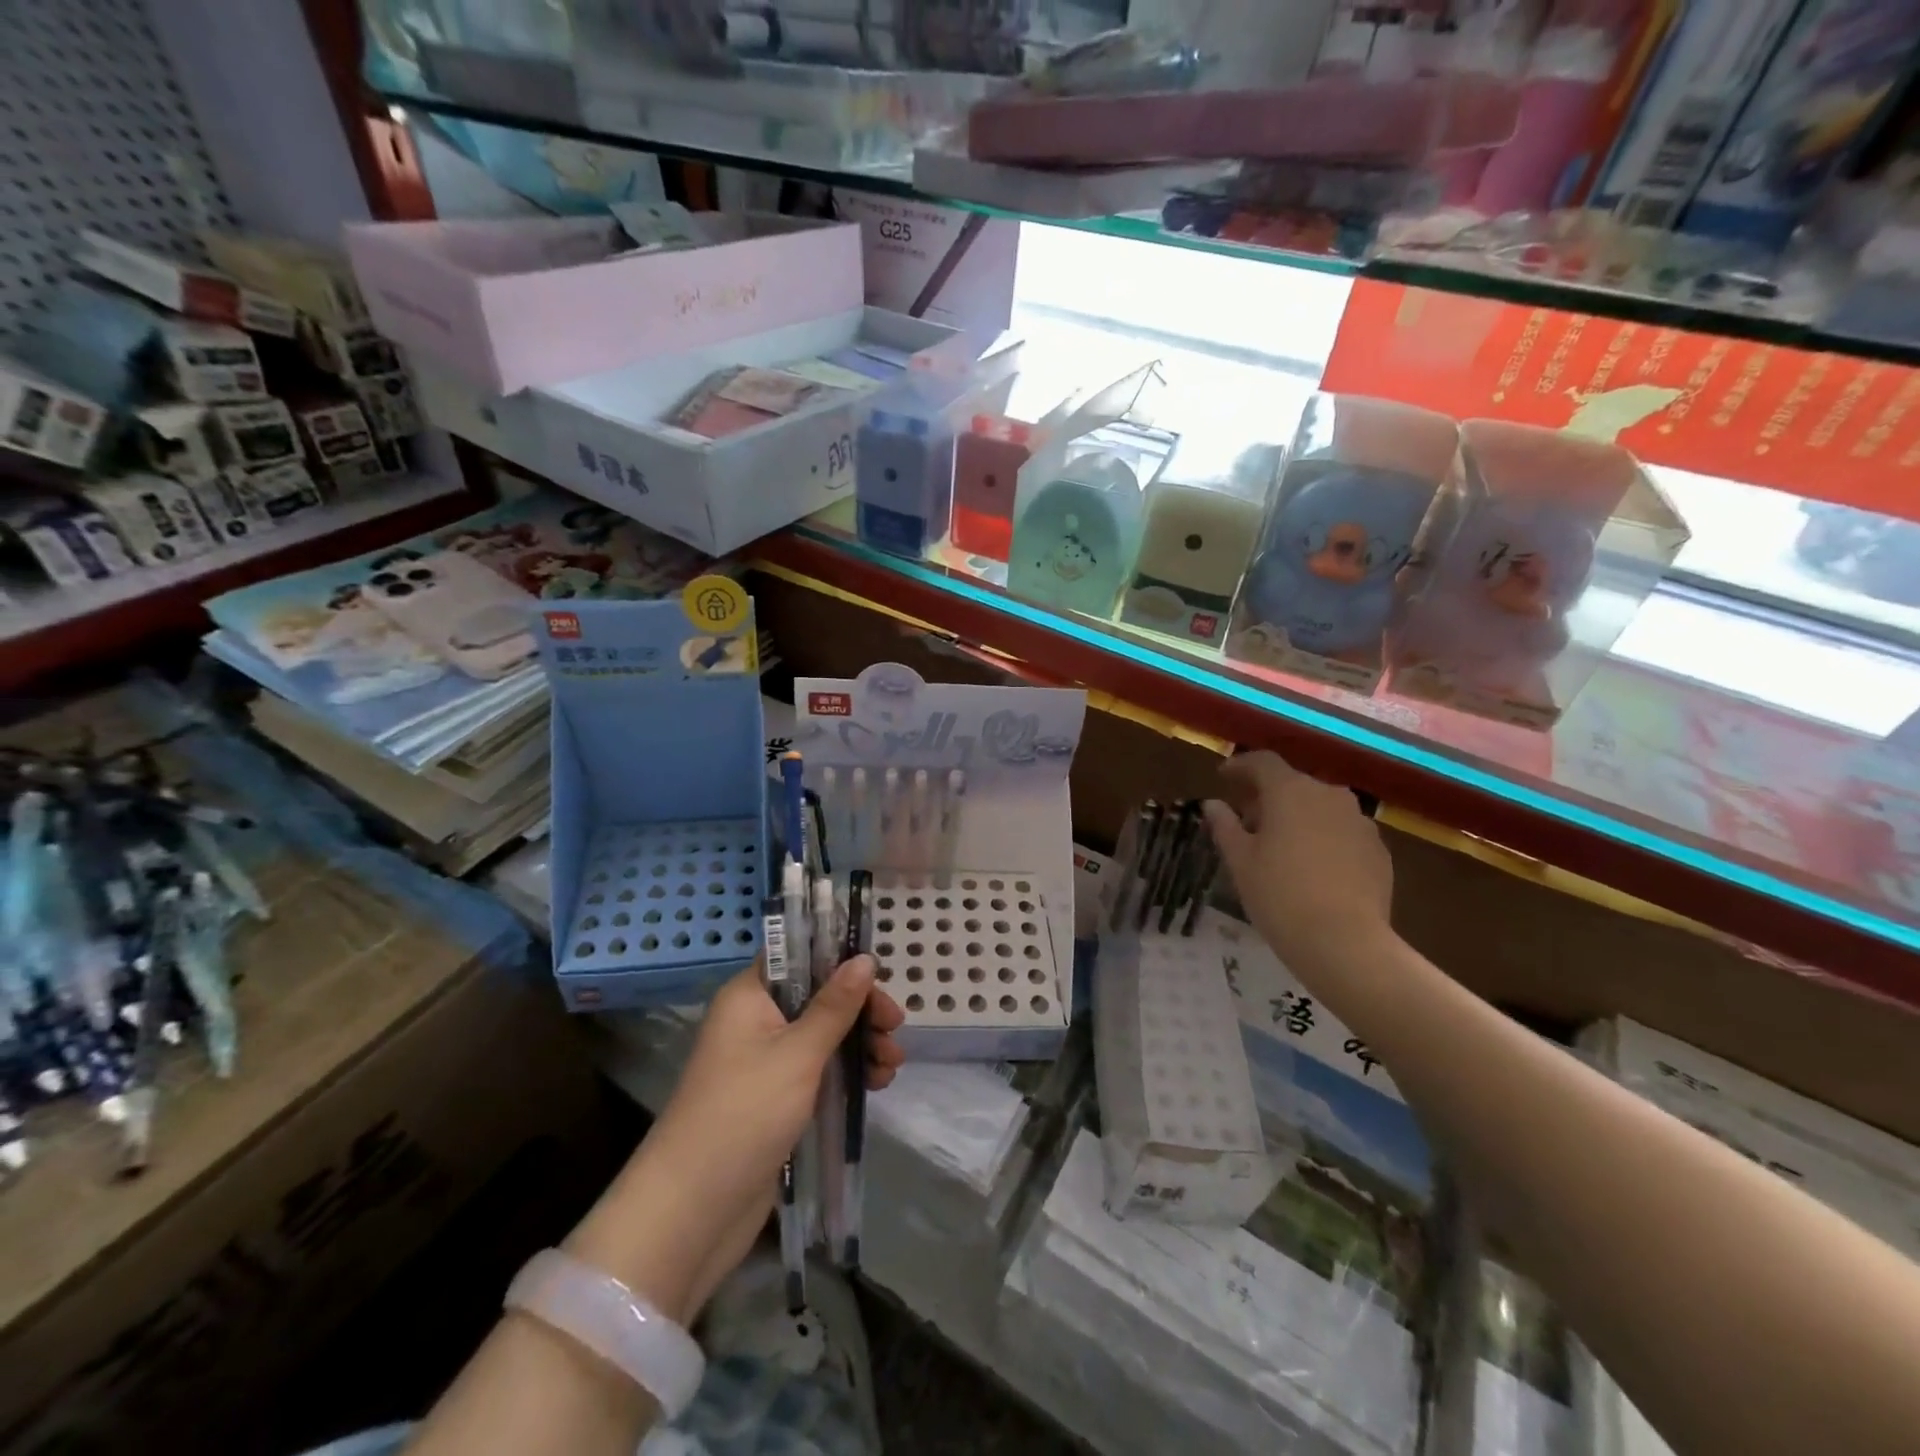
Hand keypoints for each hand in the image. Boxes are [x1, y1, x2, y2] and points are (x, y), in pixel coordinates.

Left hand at [564, 957, 903, 1324]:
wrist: (692, 1211)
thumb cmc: (745, 1113)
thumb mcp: (798, 1053)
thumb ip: (835, 1005)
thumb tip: (865, 958)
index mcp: (749, 997)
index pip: (798, 957)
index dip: (838, 960)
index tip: (878, 975)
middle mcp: (755, 1021)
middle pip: (817, 997)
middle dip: (859, 1010)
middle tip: (895, 1028)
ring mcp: (764, 1063)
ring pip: (822, 1036)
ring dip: (860, 1044)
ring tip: (892, 1065)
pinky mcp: (775, 1100)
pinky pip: (818, 1071)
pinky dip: (847, 1073)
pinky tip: (876, 1083)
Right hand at [1203, 751, 1393, 973]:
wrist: (1345, 942)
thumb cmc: (1279, 895)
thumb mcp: (1240, 861)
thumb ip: (1225, 826)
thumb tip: (1214, 805)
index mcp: (1290, 791)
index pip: (1262, 762)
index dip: (1241, 766)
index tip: (1223, 778)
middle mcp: (1329, 795)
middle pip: (1293, 784)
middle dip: (1268, 797)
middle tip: (1247, 821)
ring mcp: (1359, 822)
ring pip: (1320, 808)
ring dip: (1298, 817)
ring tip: (1280, 846)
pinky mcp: (1378, 850)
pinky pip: (1342, 832)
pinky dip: (1322, 838)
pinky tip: (1311, 867)